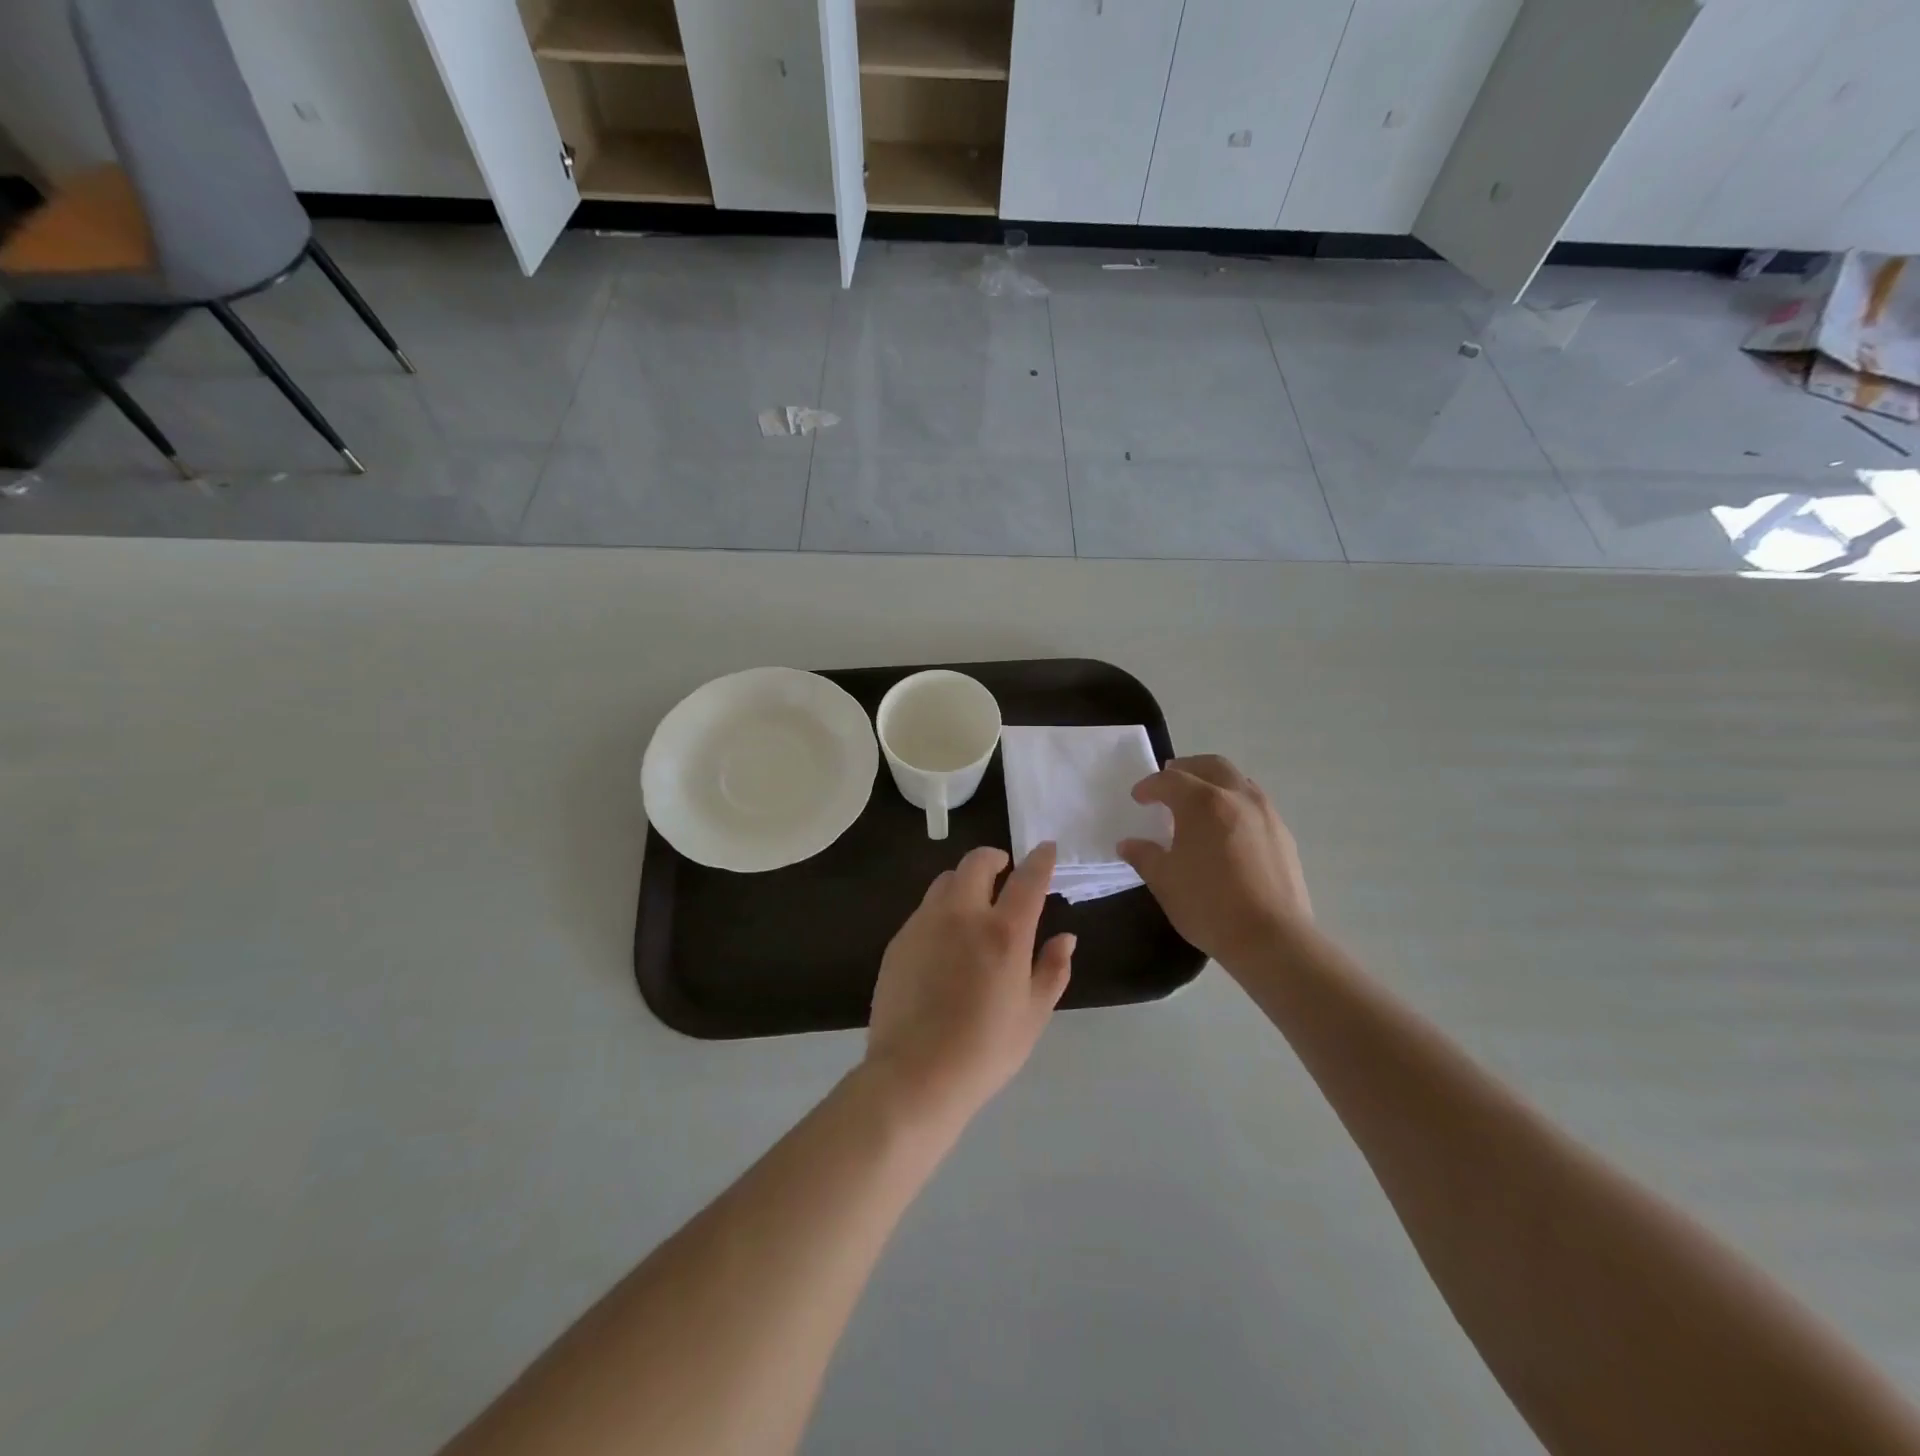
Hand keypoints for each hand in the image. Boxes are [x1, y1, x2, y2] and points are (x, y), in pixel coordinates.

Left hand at [866, 843, 1074, 1125]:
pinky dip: (942, 909)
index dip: (1040, 859)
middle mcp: (962, 915)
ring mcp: (925, 924)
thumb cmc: (985, 1050)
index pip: (1028, 879)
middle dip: (995, 858)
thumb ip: (1052, 969)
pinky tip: (946, 939)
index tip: (1046, 849)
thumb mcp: (1033, 1016)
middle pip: (977, 863)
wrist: (914, 1075)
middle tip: (1005, 872)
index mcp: (1003, 932)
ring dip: (965, 881)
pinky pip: (925, 909)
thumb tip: (1066, 937)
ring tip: (974, 904)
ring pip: (946, 881)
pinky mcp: (899, 940)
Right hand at [1117, 755, 1311, 968]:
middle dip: (1186, 768)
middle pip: (1210, 765)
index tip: (1138, 798)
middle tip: (1169, 782)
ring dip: (1214, 782)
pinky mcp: (1283, 834)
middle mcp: (1237, 797)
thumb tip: (1128, 844)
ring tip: (1199, 803)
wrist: (1271, 938)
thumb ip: (1144, 856)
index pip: (1170, 781)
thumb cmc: (1208, 905)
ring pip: (1237, 781)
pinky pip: (1254, 804)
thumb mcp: (1164, 881)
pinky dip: (1234, 803)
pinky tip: (1226, 829)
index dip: (1150, 786)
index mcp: (1203, 802)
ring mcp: (1265, 814)